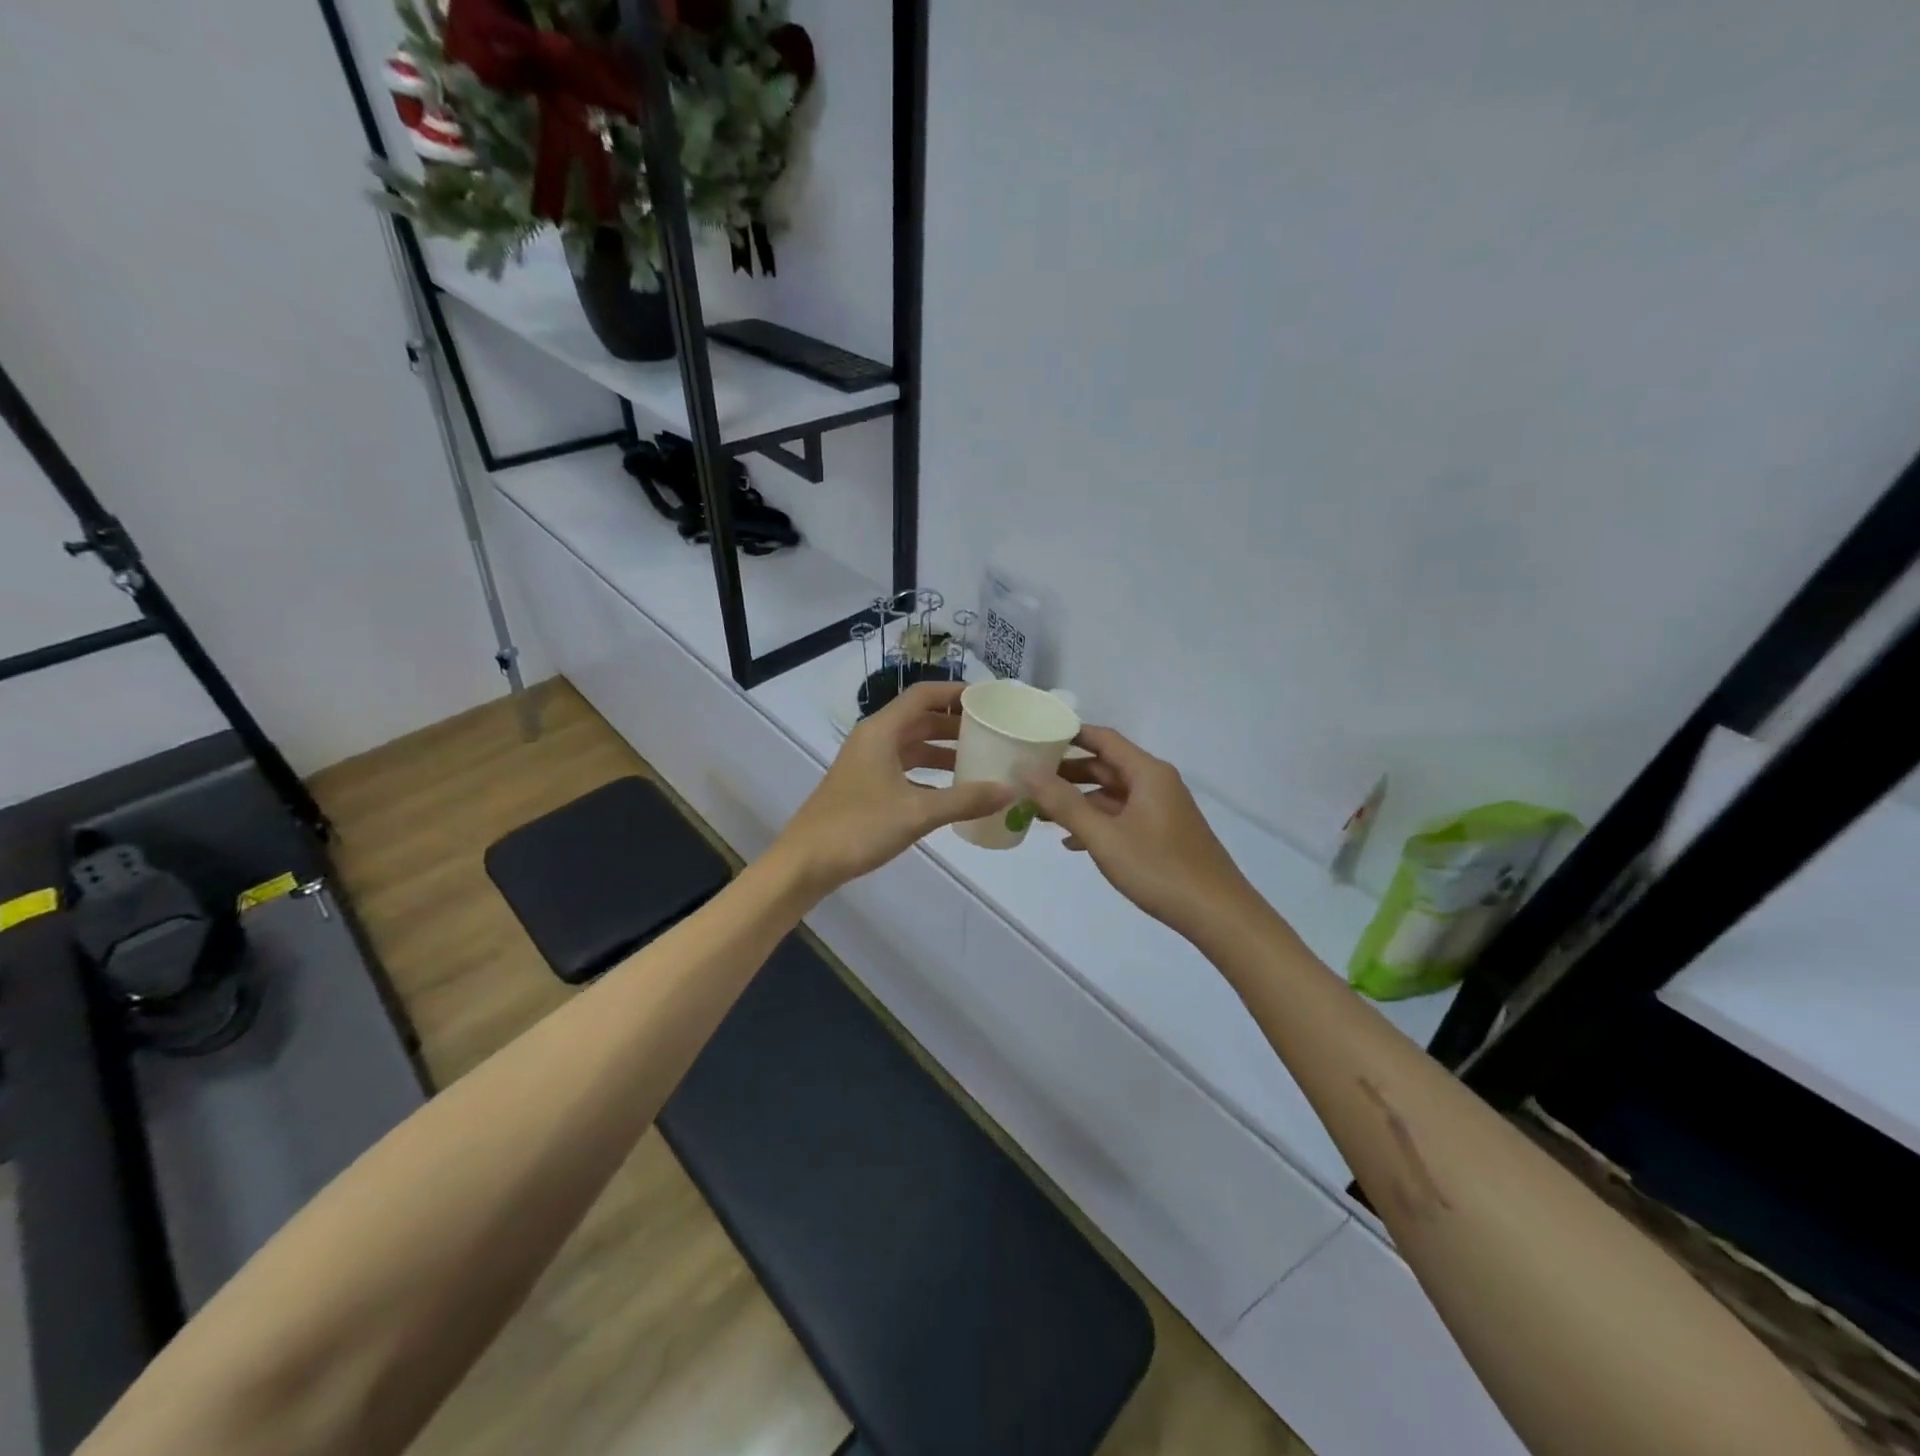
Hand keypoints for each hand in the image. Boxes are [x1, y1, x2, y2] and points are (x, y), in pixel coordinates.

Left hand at [775, 680, 1015, 896]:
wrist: (806, 862)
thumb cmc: (858, 827)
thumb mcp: (917, 813)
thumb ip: (965, 800)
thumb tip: (1010, 791)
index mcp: (881, 731)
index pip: (923, 695)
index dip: (956, 692)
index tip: (989, 699)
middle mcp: (874, 739)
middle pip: (920, 719)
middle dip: (955, 723)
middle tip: (993, 731)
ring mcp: (867, 763)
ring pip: (912, 746)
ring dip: (943, 750)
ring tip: (980, 759)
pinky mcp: (865, 786)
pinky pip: (905, 768)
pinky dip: (929, 774)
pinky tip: (953, 791)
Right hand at [1021, 726, 1258, 940]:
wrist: (1218, 914)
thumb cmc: (1159, 869)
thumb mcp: (1104, 836)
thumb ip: (1064, 803)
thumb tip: (1027, 772)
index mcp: (1147, 773)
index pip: (1103, 739)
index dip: (1069, 734)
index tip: (1035, 738)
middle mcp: (1156, 783)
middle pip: (1106, 766)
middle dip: (1067, 772)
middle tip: (1029, 779)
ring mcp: (1162, 809)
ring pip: (1112, 794)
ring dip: (1079, 801)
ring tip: (1041, 813)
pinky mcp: (1164, 833)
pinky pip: (1123, 816)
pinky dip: (1097, 822)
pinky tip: (1073, 842)